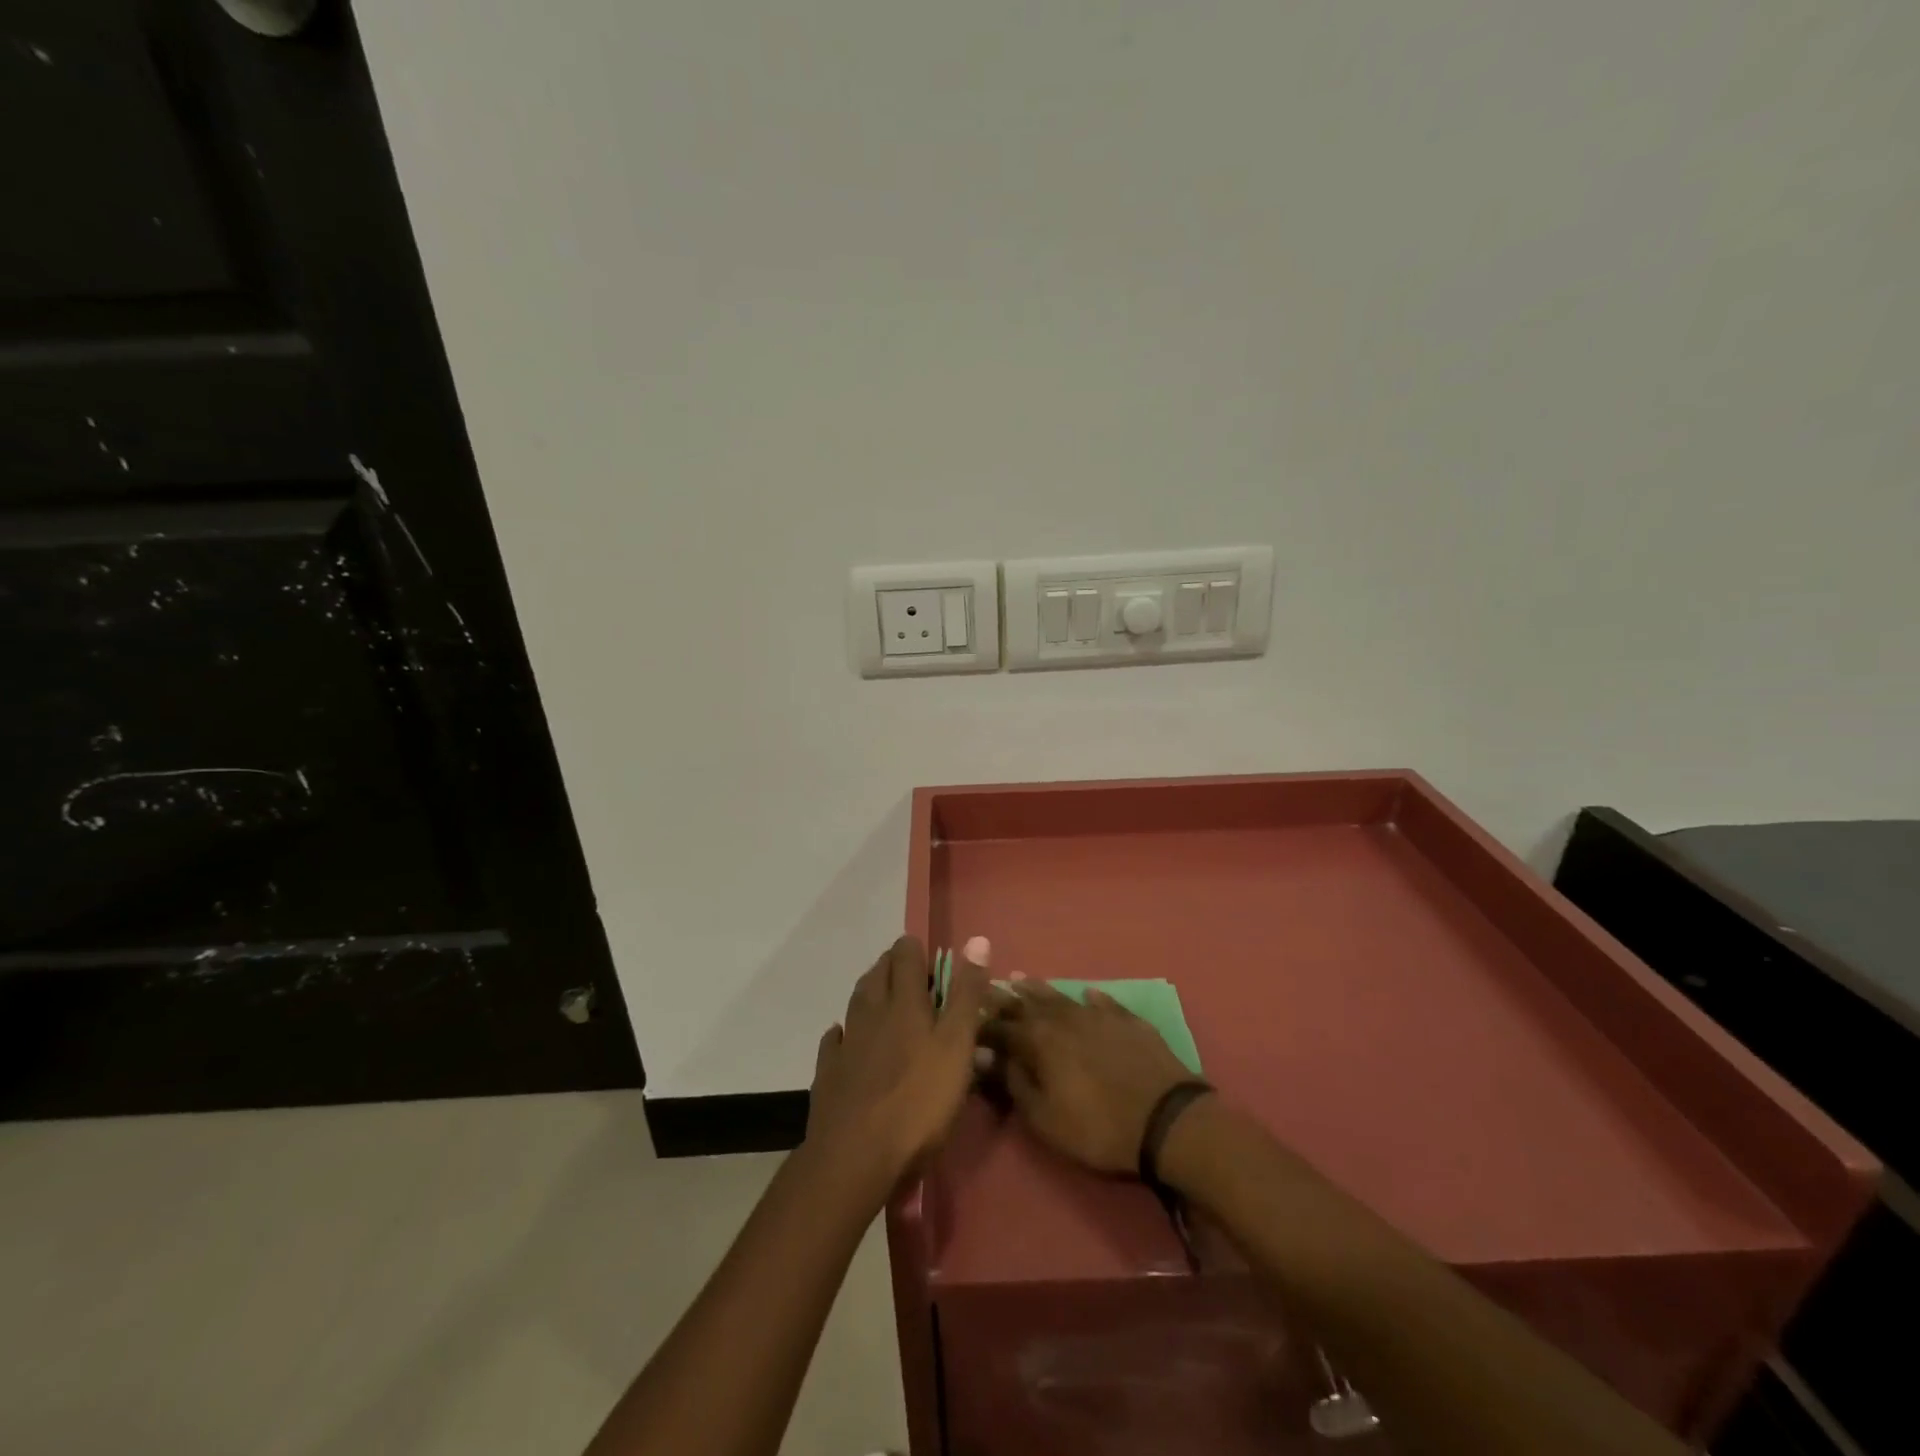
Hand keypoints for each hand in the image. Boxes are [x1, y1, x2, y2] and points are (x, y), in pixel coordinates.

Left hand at [806, 936, 988, 1183]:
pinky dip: (843, 1032)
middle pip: (878, 973)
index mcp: (904, 1003)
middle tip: (914, 977)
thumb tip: (977, 940)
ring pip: (856, 1001)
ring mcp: (847, 1042)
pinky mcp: (829, 1073)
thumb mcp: (957, 1047)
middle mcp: (871, 1012)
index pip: (906, 955)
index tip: (933, 960)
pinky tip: (845, 1037)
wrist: (856, 1158)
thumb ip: (966, 995)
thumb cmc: (919, 1102)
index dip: (917, 950)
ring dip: (871, 990)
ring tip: (885, 996)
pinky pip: (835, 1040)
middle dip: (894, 966)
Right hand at [981, 984, 1195, 1174]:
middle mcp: (1064, 1018)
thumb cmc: (1099, 1128)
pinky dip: (1091, 997)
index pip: (1001, 1026)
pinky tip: (1087, 993)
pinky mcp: (1128, 1020)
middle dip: (1005, 998)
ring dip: (1038, 989)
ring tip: (1021, 979)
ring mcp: (1098, 1015)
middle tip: (988, 988)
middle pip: (1027, 1003)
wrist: (1168, 1120)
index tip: (966, 1017)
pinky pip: (1104, 1002)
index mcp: (1039, 1041)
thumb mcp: (1045, 1119)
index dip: (982, 1024)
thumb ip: (1014, 1083)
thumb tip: (986, 1055)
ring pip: (1061, 996)